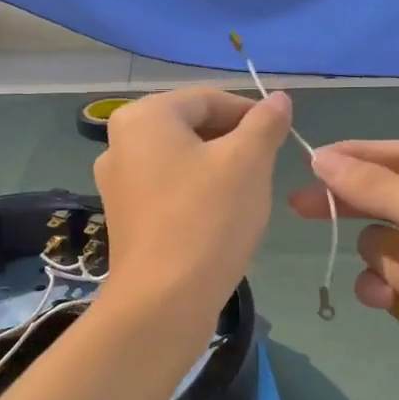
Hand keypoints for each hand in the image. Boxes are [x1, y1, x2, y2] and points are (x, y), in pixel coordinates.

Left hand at [94, 87, 291, 319]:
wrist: (164, 300)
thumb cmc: (208, 218)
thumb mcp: (249, 162)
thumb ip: (265, 123)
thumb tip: (279, 99)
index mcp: (145, 116)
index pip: (208, 99)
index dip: (251, 112)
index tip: (281, 136)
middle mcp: (119, 142)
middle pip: (191, 127)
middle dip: (233, 142)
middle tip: (266, 166)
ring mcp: (116, 182)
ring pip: (181, 159)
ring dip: (218, 168)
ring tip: (247, 194)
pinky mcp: (124, 216)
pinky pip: (168, 189)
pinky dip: (196, 193)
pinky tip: (219, 218)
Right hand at [289, 142, 398, 399]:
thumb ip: (376, 185)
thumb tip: (320, 157)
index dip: (362, 155)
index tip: (317, 157)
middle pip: (385, 196)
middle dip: (353, 204)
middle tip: (301, 203)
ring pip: (377, 242)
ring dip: (394, 265)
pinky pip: (377, 278)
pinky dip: (384, 290)